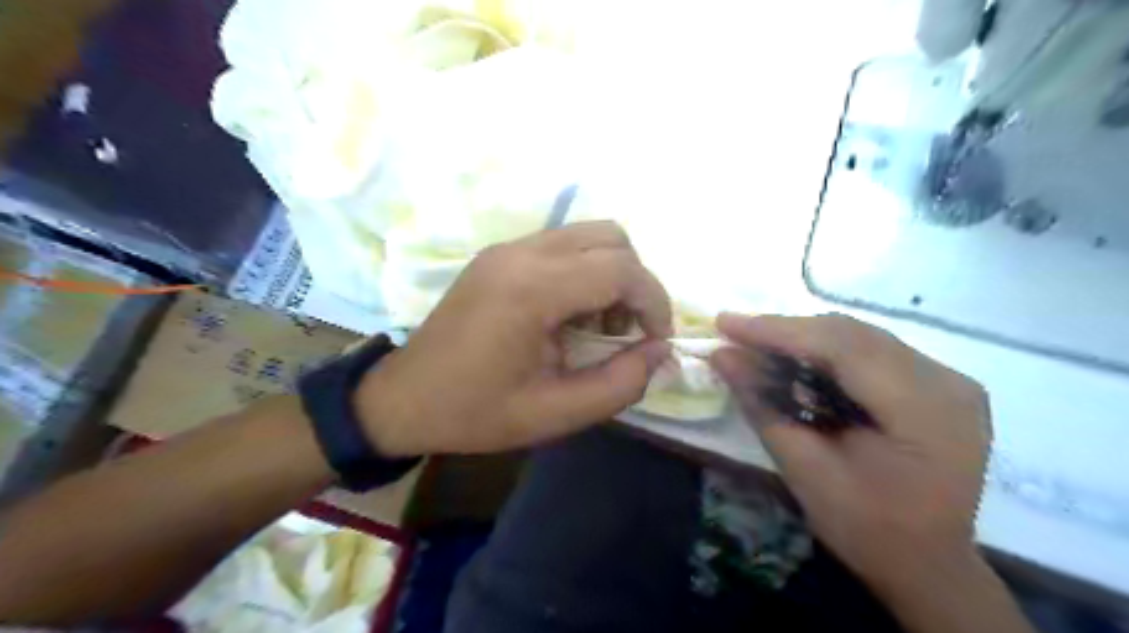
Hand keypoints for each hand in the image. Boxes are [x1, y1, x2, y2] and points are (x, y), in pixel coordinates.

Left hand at [353, 224, 667, 458]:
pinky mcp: (498, 255)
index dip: (654, 303)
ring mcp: (506, 248)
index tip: (655, 341)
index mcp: (531, 289)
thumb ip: (620, 384)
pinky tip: (568, 314)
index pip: (621, 269)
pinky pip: (561, 245)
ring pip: (588, 234)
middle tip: (626, 331)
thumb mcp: (556, 413)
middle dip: (636, 283)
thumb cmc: (475, 412)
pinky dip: (584, 271)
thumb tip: (659, 351)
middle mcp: (521, 253)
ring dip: (610, 273)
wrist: (403, 399)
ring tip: (598, 323)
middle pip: (611, 237)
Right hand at [708, 317, 989, 594]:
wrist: (927, 565)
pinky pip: (870, 351)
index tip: (724, 324)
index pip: (840, 346)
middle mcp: (945, 381)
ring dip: (802, 338)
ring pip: (858, 336)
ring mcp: (947, 379)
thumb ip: (763, 405)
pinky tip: (794, 360)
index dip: (777, 330)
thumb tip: (722, 356)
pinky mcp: (937, 384)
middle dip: (784, 331)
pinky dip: (825, 351)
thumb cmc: (866, 528)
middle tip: (733, 333)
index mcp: (924, 409)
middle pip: (850, 334)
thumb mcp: (804, 469)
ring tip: (755, 344)